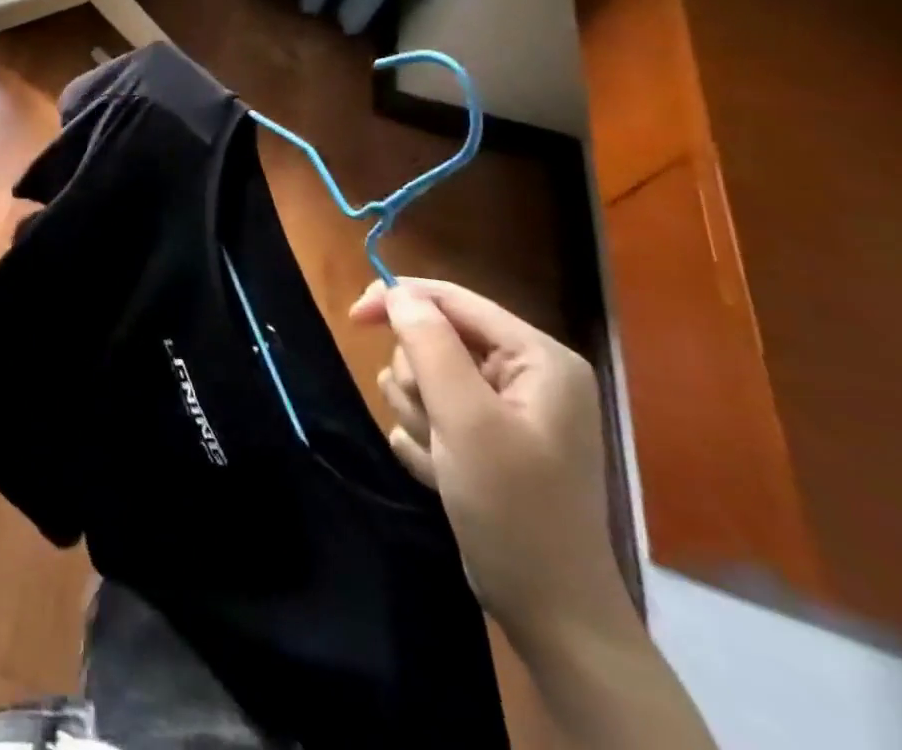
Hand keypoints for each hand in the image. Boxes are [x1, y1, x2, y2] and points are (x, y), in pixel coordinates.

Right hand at [350, 278, 629, 648]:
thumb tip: (396, 291)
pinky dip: (424, 441)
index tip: (352, 319)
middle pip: (431, 339)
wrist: (548, 611)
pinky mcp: (481, 439)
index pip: (451, 299)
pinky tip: (444, 475)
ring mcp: (502, 410)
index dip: (398, 300)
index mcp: (537, 358)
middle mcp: (523, 375)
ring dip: (417, 415)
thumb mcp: (466, 419)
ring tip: (444, 457)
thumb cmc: (514, 507)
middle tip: (437, 425)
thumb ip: (429, 345)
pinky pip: (426, 413)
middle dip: (418, 381)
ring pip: (421, 377)